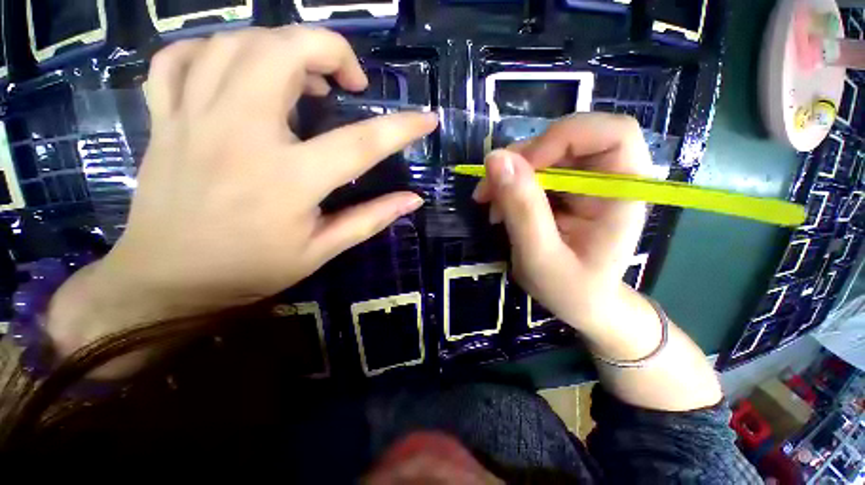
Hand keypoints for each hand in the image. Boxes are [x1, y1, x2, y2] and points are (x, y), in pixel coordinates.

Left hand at [48, 27, 436, 353]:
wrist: (167, 280)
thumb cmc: (251, 269)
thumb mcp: (322, 251)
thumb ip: (370, 219)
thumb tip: (413, 200)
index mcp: (289, 181)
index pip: (361, 143)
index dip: (402, 127)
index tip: (427, 119)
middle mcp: (241, 136)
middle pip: (285, 52)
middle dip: (330, 50)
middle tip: (347, 82)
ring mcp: (194, 119)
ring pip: (236, 43)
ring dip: (280, 46)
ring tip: (302, 75)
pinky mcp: (165, 118)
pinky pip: (180, 58)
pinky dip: (215, 50)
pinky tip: (238, 71)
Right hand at [473, 114, 649, 330]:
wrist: (581, 305)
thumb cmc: (570, 290)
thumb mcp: (540, 256)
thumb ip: (521, 209)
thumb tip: (495, 159)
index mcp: (622, 194)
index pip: (612, 133)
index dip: (563, 138)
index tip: (522, 167)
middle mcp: (608, 179)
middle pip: (569, 139)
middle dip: (522, 159)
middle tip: (489, 190)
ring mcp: (585, 183)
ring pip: (545, 153)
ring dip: (510, 173)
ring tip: (488, 203)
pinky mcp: (566, 190)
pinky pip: (534, 171)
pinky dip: (510, 184)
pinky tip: (498, 207)